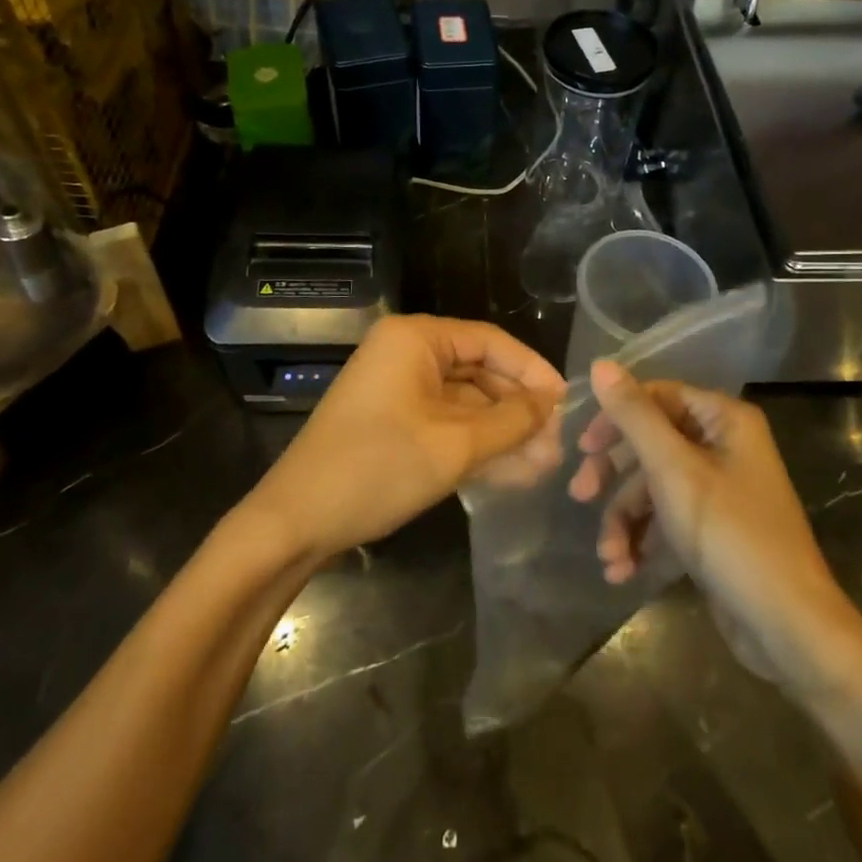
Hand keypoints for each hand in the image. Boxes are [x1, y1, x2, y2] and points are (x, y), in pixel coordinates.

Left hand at [247, 316, 565, 560]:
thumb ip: (511, 421)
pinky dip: (475, 444)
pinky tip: (512, 471)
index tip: (566, 402)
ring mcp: (397, 389)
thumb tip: (551, 404)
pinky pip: (444, 423)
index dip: (531, 370)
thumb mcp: (454, 445)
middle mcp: (406, 353)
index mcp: (416, 339)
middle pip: (478, 372)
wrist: (295, 521)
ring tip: (544, 465)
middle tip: (557, 444)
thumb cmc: (377, 468)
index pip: (490, 341)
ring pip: (464, 402)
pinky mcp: (392, 422)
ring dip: (501, 432)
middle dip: (518, 410)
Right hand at [570, 361, 846, 687]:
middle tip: (581, 494)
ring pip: (653, 486)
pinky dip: (643, 540)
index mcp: (724, 420)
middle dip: (614, 474)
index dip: (616, 417)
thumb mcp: (673, 470)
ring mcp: (719, 490)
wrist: (787, 627)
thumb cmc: (730, 535)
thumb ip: (634, 416)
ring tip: (609, 555)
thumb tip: (600, 364)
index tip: (583, 447)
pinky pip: (667, 519)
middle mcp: (724, 446)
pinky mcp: (713, 529)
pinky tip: (623, 570)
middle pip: (651, 442)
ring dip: (624, 519)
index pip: (657, 396)